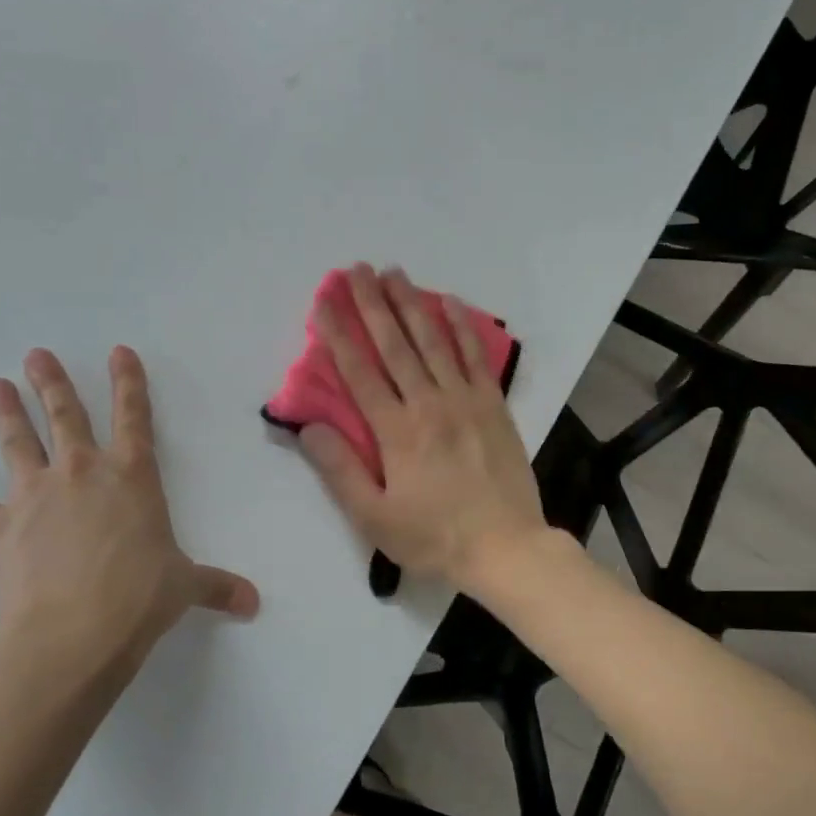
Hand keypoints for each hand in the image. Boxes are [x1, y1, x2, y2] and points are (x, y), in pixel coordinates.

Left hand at [0, 346, 258, 683]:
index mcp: (132, 476)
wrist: (73, 633)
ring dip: (8, 414)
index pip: (135, 416)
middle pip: (67, 416)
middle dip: (52, 383)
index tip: (118, 351)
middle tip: (35, 354)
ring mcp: (37, 497)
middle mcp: (83, 473)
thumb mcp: (186, 587)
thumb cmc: (140, 597)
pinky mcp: (2, 530)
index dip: (129, 382)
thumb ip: (218, 586)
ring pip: (19, 444)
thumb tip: (253, 603)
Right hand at [299, 264, 549, 593]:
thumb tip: (310, 426)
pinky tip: (452, 303)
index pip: (359, 372)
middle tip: (357, 268)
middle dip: (372, 304)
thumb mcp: (374, 517)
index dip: (338, 333)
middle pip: (395, 345)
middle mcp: (428, 404)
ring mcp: (465, 400)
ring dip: (412, 304)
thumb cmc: (434, 537)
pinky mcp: (494, 405)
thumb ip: (340, 470)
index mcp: (396, 431)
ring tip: (395, 272)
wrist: (506, 547)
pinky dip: (463, 328)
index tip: (325, 300)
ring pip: (433, 342)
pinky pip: (476, 357)